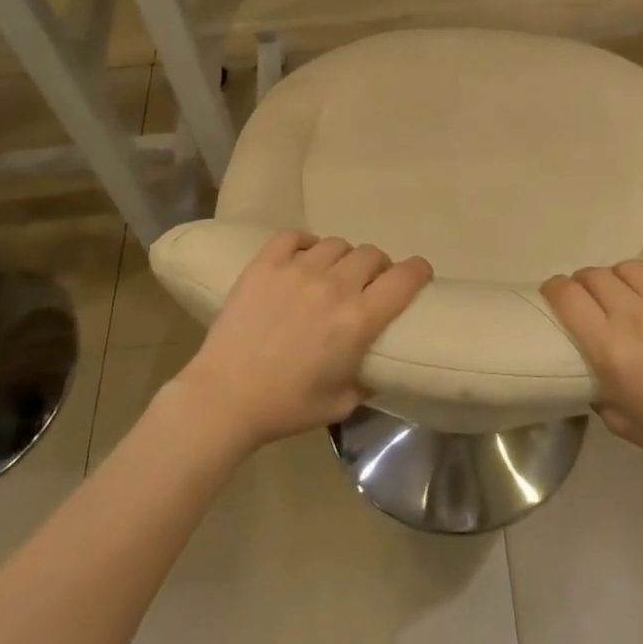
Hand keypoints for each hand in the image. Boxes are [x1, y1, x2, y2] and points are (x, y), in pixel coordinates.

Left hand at [169, 231, 432, 452]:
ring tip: (332, 273)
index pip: (404, 278)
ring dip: (342, 258)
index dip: (418, 270)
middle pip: (371, 254)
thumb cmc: (286, 407)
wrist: (224, 398)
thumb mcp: (342, 404)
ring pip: (336, 244)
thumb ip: (367, 378)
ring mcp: (297, 270)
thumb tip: (378, 364)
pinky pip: (293, 236)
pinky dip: (304, 243)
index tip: (419, 274)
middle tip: (368, 283)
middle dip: (378, 267)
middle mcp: (334, 287)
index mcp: (359, 320)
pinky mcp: (265, 265)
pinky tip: (301, 257)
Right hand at [542, 257, 642, 480]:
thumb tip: (591, 371)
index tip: (554, 292)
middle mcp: (634, 316)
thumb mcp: (621, 423)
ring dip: (618, 277)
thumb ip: (598, 392)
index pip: (568, 297)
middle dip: (584, 282)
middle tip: (588, 295)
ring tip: (625, 291)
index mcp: (610, 349)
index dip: (554, 288)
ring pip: (627, 267)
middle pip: (594, 276)